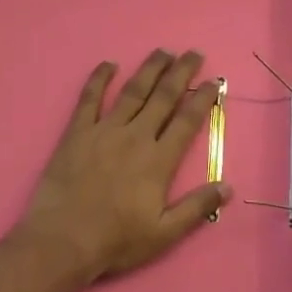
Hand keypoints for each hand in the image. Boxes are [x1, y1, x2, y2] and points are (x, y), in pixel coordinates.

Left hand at [12, 50, 232, 283]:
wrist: (62, 240)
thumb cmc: (116, 240)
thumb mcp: (164, 233)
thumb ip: (196, 208)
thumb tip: (228, 186)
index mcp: (159, 160)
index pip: (187, 121)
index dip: (203, 99)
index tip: (214, 82)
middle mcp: (135, 136)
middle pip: (164, 97)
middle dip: (181, 73)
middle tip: (193, 53)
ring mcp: (104, 130)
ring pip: (132, 91)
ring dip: (149, 69)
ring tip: (162, 51)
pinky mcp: (77, 132)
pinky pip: (89, 98)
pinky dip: (99, 78)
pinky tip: (108, 64)